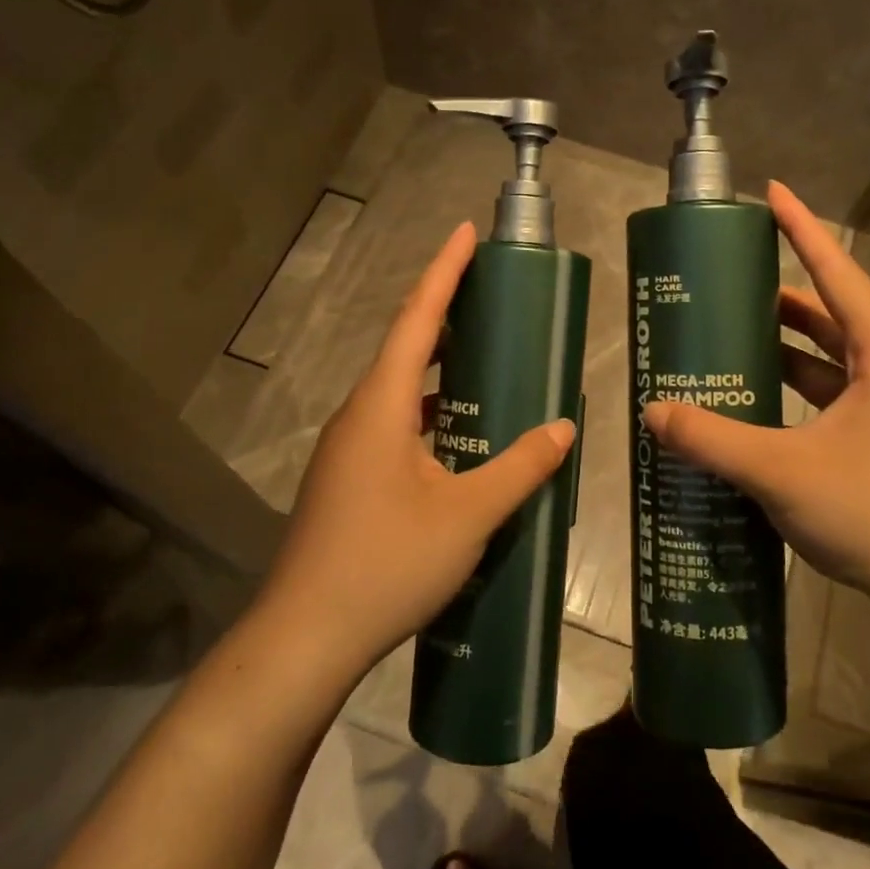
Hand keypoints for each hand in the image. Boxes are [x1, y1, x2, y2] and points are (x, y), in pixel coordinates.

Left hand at [259, 223, 576, 683]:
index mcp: (381, 406)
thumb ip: (519, 468)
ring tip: (488, 364)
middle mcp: (359, 416)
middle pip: (405, 348)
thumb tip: (563, 429)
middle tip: (493, 298)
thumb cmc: (386, 564)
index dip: (443, 272)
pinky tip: (461, 439)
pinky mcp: (348, 480)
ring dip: (440, 371)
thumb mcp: (467, 516)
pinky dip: (431, 415)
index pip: (416, 320)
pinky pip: (395, 426)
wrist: (306, 636)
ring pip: (400, 392)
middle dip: (446, 315)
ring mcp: (348, 450)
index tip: (465, 232)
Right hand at [641, 183, 869, 627]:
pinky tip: (757, 404)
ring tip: (732, 338)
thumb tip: (652, 414)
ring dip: (786, 347)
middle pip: (831, 314)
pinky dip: (795, 390)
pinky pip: (833, 397)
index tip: (772, 192)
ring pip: (831, 360)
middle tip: (728, 283)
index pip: (836, 273)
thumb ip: (712, 440)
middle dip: (781, 295)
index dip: (801, 229)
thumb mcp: (782, 471)